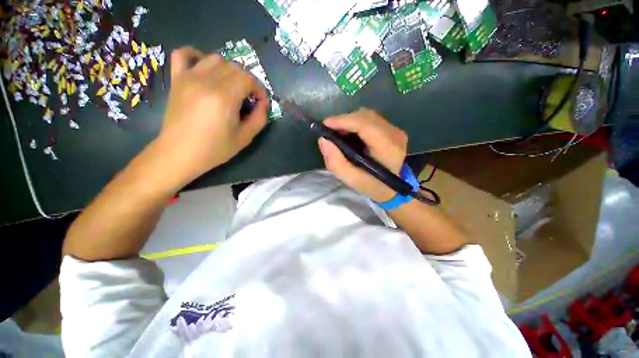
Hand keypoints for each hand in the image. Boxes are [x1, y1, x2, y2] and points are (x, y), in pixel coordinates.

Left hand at [157, 46, 268, 181]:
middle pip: (234, 67)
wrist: (180, 153)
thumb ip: (259, 118)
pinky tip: (204, 67)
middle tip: (248, 97)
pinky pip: (183, 54)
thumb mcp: (245, 138)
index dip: (259, 89)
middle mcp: (206, 81)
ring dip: (228, 70)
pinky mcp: (177, 79)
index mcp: (224, 97)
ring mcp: (189, 77)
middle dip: (247, 81)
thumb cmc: (215, 149)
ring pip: (215, 59)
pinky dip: (196, 55)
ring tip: (230, 86)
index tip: (260, 102)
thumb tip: (264, 103)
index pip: (248, 79)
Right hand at [318, 108, 407, 201]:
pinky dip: (356, 123)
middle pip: (366, 116)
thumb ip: (336, 162)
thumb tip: (323, 140)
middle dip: (344, 120)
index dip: (344, 121)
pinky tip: (349, 134)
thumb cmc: (372, 185)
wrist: (392, 188)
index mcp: (387, 148)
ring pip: (368, 116)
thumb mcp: (351, 180)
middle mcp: (395, 134)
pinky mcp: (392, 130)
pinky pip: (371, 119)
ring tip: (338, 133)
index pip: (365, 125)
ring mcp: (395, 130)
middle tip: (330, 131)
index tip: (325, 124)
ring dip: (350, 121)